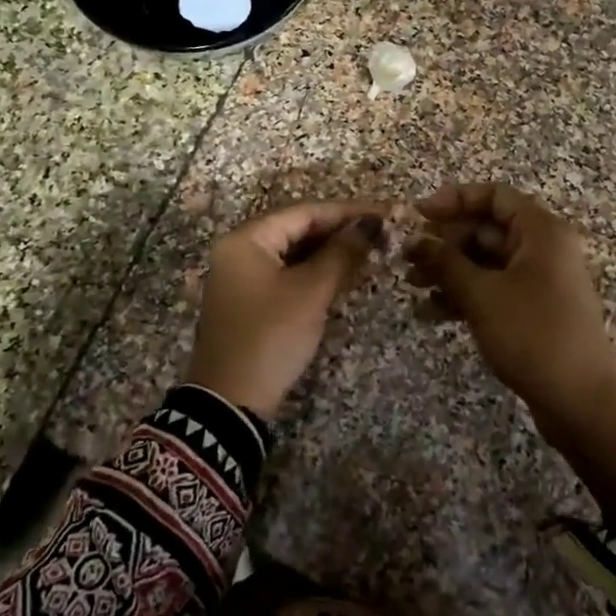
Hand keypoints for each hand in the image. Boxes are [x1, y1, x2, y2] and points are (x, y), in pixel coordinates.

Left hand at [187, 200, 384, 418]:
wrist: (230, 402)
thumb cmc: (271, 337)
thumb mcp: (311, 293)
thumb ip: (342, 253)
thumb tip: (370, 224)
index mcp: (246, 239)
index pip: (304, 212)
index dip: (347, 212)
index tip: (385, 214)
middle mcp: (239, 250)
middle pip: (297, 229)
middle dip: (339, 232)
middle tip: (381, 236)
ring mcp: (241, 277)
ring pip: (293, 253)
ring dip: (329, 253)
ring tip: (370, 253)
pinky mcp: (249, 301)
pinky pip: (286, 274)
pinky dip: (314, 273)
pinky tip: (343, 276)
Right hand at [406, 183, 615, 430]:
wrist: (580, 402)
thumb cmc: (532, 335)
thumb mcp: (481, 295)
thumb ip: (445, 262)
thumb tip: (414, 240)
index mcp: (541, 231)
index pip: (494, 196)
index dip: (454, 199)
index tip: (418, 216)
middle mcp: (544, 248)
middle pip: (487, 229)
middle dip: (445, 242)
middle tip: (409, 259)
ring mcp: (541, 281)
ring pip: (487, 262)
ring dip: (450, 271)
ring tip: (413, 287)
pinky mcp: (535, 310)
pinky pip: (495, 289)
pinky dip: (466, 295)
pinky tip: (432, 313)